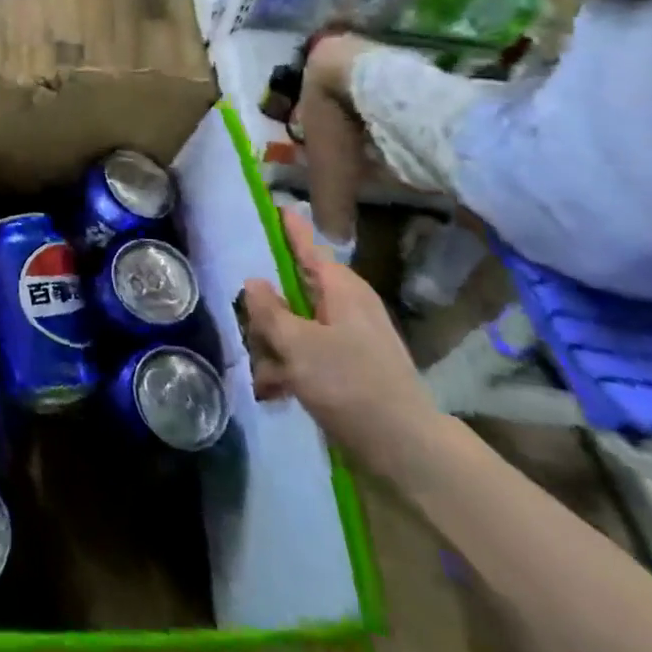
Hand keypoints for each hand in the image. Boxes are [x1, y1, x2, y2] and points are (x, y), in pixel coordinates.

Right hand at [239, 207, 443, 481]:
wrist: (406, 448)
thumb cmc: (349, 383)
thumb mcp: (296, 344)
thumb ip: (268, 310)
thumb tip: (253, 281)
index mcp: (340, 287)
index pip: (305, 243)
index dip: (287, 226)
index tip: (273, 203)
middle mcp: (346, 304)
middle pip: (293, 288)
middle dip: (266, 310)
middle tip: (246, 326)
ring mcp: (349, 336)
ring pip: (296, 323)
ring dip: (274, 345)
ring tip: (261, 375)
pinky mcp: (349, 366)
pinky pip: (308, 352)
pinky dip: (290, 367)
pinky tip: (273, 391)